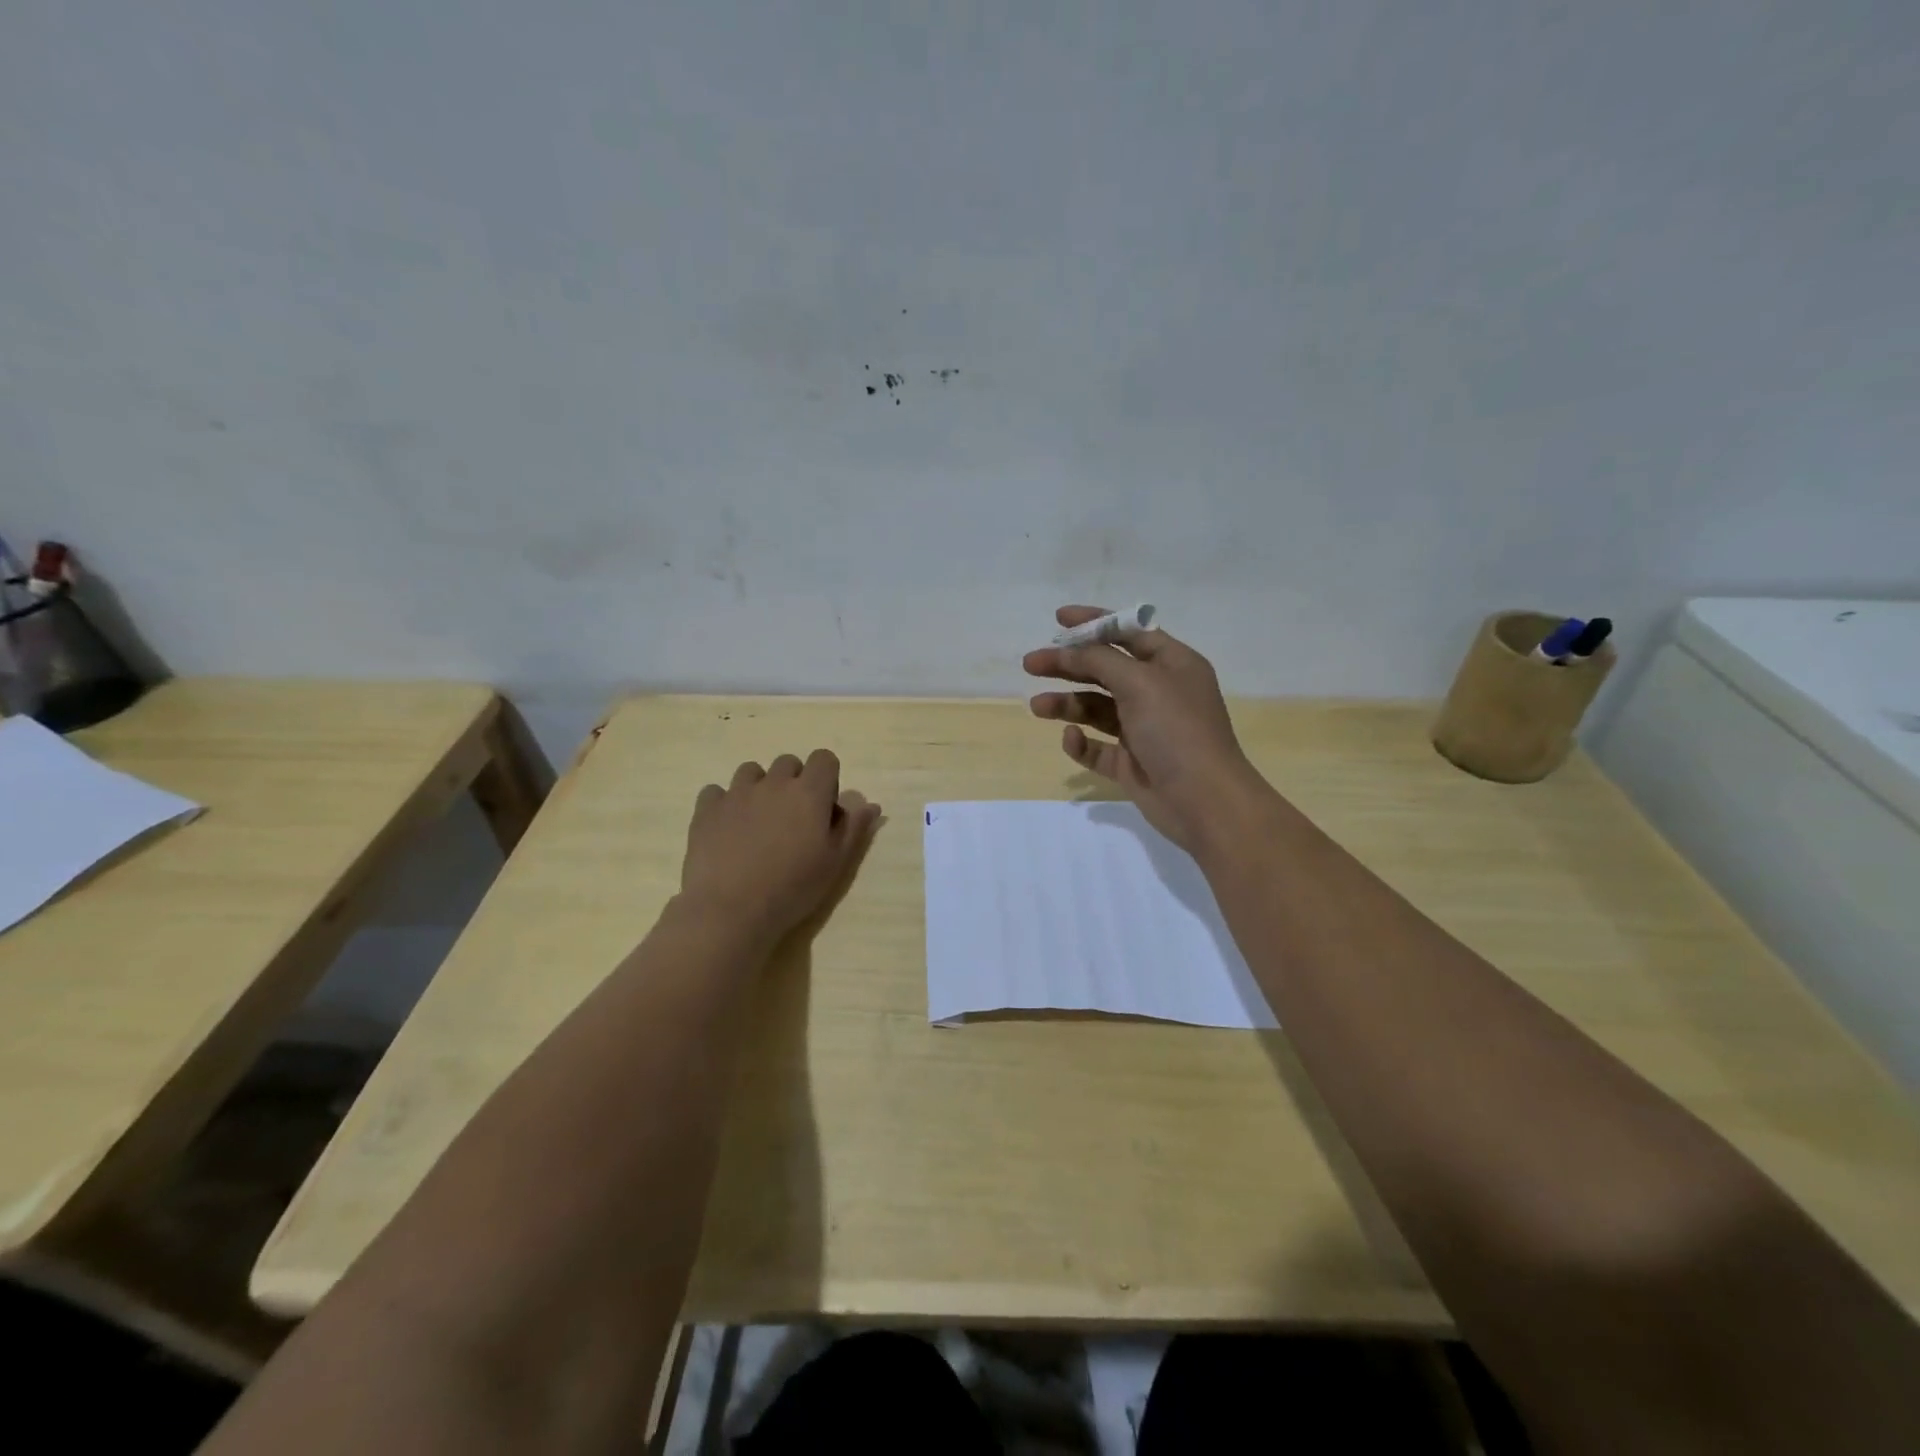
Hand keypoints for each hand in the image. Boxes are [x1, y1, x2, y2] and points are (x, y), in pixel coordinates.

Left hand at [679, 750, 881, 946]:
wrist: (731, 909)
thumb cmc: (793, 887)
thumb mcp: (835, 862)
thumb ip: (854, 827)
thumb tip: (871, 804)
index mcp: (809, 792)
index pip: (824, 759)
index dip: (827, 778)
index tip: (823, 808)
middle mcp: (773, 783)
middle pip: (788, 762)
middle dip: (794, 782)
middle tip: (792, 819)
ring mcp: (736, 793)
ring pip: (751, 771)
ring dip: (759, 787)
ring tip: (758, 821)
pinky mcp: (706, 809)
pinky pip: (717, 791)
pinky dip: (724, 803)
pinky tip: (727, 828)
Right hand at [1023, 605, 1267, 854]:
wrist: (1204, 801)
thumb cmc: (1177, 730)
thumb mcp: (1140, 682)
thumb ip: (1100, 660)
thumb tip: (1071, 649)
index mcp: (1172, 664)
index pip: (1129, 633)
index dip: (1094, 622)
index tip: (1058, 619)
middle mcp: (1158, 692)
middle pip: (1105, 670)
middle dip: (1069, 665)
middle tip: (1031, 664)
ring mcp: (1144, 730)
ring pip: (1097, 708)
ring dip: (1067, 703)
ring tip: (1037, 707)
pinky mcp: (1131, 763)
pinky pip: (1098, 747)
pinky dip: (1082, 742)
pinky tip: (1071, 740)